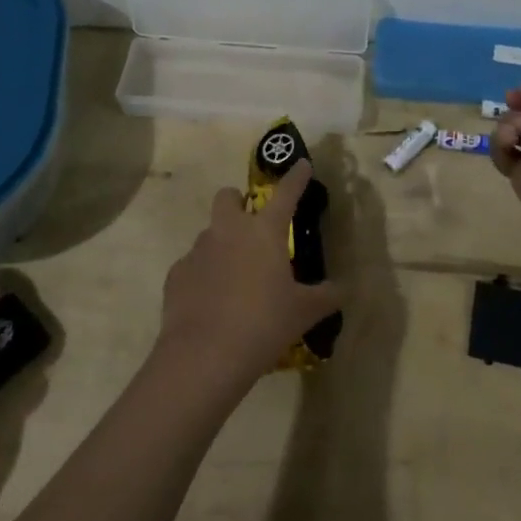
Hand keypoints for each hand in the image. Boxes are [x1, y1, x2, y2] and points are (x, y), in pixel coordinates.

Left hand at [157, 159, 343, 390]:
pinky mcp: (176, 275)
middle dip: (238, 203)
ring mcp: (198, 250)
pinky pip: (192, 265)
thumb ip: (326, 296)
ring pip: (209, 233)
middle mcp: (228, 230)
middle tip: (251, 226)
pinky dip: (203, 276)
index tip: (302, 164)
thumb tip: (343, 290)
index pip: (286, 193)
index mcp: (264, 231)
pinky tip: (211, 302)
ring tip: (234, 278)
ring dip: (222, 245)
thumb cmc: (263, 324)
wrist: (204, 356)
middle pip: (228, 197)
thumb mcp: (304, 312)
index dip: (296, 177)